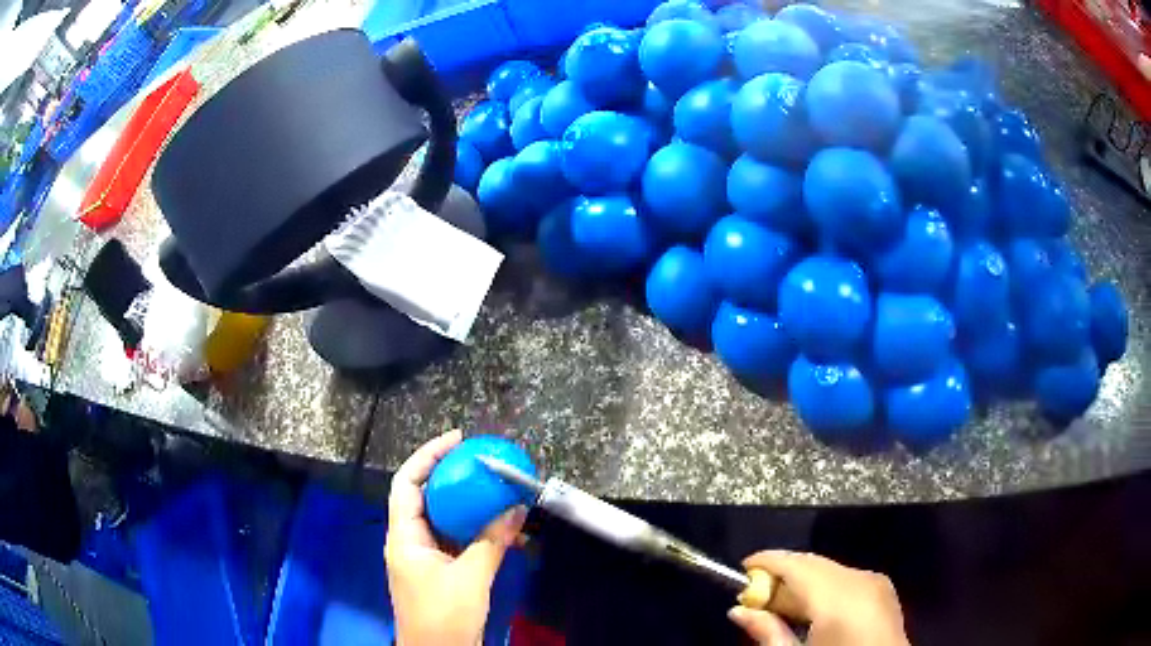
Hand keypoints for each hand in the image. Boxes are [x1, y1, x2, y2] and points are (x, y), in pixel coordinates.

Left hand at [385, 430, 527, 645]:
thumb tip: (516, 509)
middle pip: (423, 497)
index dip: (427, 457)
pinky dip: (474, 531)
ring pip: (441, 520)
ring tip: (494, 491)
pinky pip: (453, 541)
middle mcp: (408, 542)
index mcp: (404, 538)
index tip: (456, 441)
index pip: (406, 483)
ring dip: (465, 506)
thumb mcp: (471, 578)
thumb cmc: (444, 617)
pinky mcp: (438, 572)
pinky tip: (499, 529)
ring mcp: (422, 558)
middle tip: (480, 462)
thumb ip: (493, 542)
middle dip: (450, 477)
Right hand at [729, 550, 909, 645]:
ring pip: (829, 571)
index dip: (767, 561)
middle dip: (781, 576)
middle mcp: (860, 580)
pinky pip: (845, 580)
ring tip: (778, 609)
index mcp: (839, 598)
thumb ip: (768, 633)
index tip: (742, 570)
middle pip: (813, 564)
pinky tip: (809, 612)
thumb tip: (738, 611)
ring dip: (801, 583)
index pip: (796, 564)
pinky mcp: (884, 591)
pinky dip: (823, 589)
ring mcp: (876, 583)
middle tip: (753, 599)